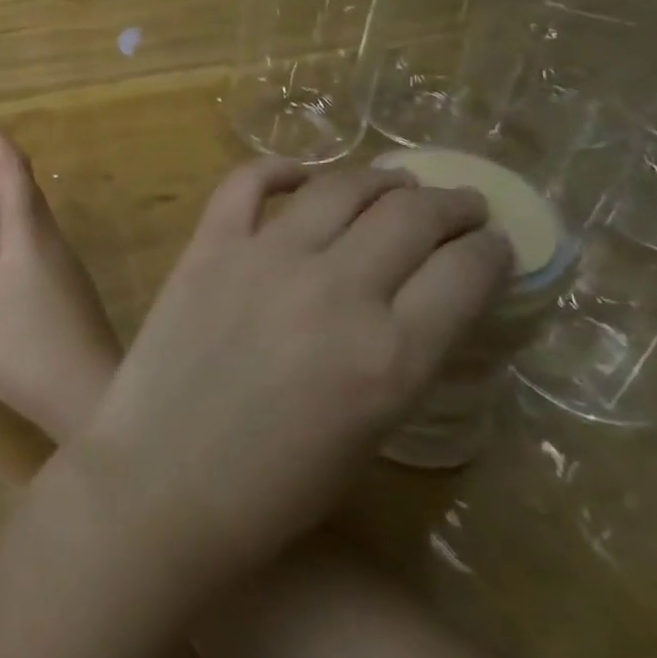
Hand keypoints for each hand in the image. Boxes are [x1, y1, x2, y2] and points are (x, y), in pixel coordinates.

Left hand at [74, 160, 510, 593]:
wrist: (161, 479)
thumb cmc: (272, 488)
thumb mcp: (369, 433)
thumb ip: (397, 359)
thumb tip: (412, 302)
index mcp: (391, 357)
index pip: (464, 274)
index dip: (490, 251)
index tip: (495, 243)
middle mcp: (336, 290)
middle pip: (410, 218)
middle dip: (449, 206)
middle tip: (460, 204)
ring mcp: (265, 258)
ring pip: (339, 189)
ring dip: (378, 179)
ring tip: (396, 181)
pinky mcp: (208, 245)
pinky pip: (247, 184)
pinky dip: (278, 170)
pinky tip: (300, 174)